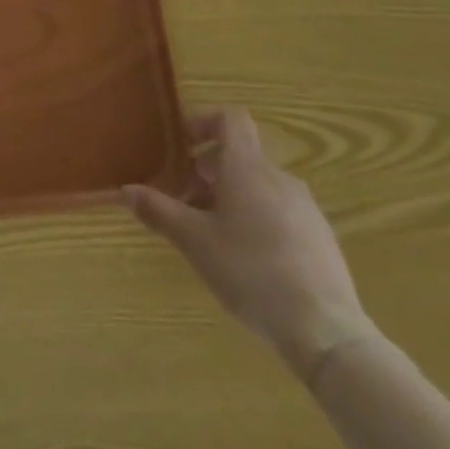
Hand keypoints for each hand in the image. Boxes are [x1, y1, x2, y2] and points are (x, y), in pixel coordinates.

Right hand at [126, 107, 375, 383]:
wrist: (324, 329)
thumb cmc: (249, 271)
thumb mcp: (193, 240)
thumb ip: (158, 210)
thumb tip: (125, 190)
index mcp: (247, 168)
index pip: (231, 119)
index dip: (203, 123)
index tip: (181, 147)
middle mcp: (279, 178)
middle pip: (239, 156)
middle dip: (206, 171)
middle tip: (182, 200)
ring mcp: (305, 208)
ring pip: (258, 185)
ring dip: (228, 196)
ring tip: (208, 232)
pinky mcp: (319, 237)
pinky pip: (278, 210)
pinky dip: (254, 216)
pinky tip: (243, 257)